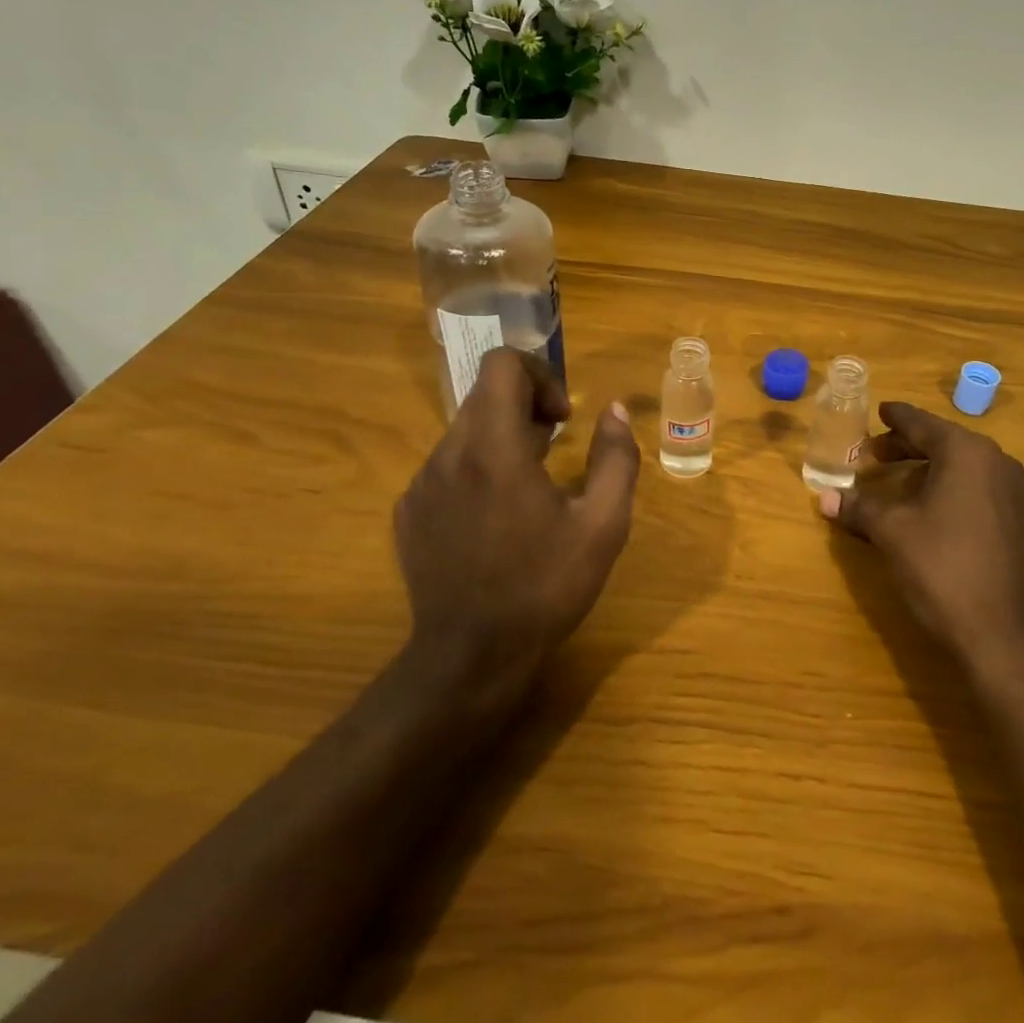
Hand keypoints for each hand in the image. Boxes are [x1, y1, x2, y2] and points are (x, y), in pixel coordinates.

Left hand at [393, 348, 638, 700]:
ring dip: (502, 440)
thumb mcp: (603, 525)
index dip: (540, 376)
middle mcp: (448, 454)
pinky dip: (476, 470)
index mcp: (495, 448)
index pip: (502, 364)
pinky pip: (445, 466)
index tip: (562, 420)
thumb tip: (612, 411)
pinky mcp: (407, 512)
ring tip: (529, 490)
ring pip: (464, 431)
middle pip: (484, 395)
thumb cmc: (545, 587)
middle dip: (526, 408)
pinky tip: (495, 519)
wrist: (471, 657)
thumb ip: (616, 458)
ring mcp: (420, 484)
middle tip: (555, 451)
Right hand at [819, 402, 1023, 677]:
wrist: (1007, 636)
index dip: (896, 417)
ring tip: (892, 479)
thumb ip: (859, 507)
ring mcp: (1012, 493)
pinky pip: (975, 488)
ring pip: (960, 466)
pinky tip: (924, 508)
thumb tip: (824, 497)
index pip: (922, 423)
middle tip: (872, 453)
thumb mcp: (893, 532)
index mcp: (967, 452)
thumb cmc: (944, 568)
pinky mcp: (1017, 522)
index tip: (878, 409)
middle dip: (905, 446)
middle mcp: (995, 462)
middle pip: (943, 442)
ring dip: (925, 468)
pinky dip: (945, 487)